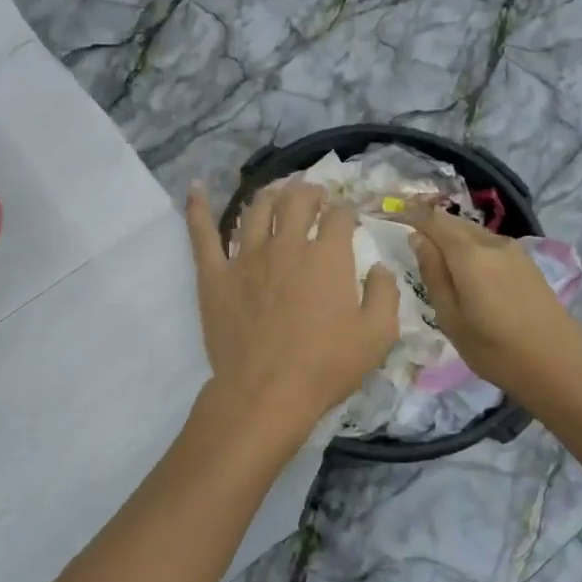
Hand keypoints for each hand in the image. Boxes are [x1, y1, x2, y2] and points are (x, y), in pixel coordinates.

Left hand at [186, 181, 399, 437]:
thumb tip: (380, 267)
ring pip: (256, 209)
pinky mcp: (214, 274)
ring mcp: (246, 257)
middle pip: (296, 201)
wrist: (266, 392)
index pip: (338, 217)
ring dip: (269, 195)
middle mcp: (286, 245)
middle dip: (309, 192)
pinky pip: (203, 234)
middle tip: (314, 196)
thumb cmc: (325, 366)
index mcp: (327, 256)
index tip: (347, 220)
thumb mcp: (377, 335)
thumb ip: (384, 294)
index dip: (345, 213)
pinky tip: (196, 189)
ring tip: (276, 193)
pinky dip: (198, 208)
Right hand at [402, 207, 581, 411]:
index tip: (391, 219)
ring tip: (433, 260)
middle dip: (429, 225)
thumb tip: (417, 239)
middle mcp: (492, 243)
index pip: (433, 220)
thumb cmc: (495, 350)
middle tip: (408, 243)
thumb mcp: (451, 318)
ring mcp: (513, 250)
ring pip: (471, 232)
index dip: (410, 215)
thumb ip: (433, 274)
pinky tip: (463, 271)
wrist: (559, 365)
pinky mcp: (525, 261)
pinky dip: (468, 248)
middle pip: (453, 222)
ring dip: (450, 238)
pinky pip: (487, 244)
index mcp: (469, 255)